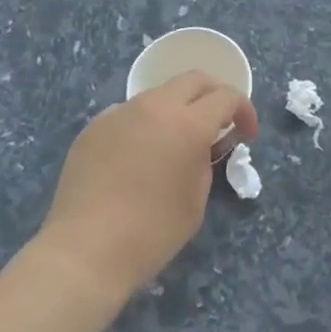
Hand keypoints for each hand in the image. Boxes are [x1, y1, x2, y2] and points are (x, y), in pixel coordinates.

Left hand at [38, 70, 256, 297]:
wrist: (84, 252)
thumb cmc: (151, 233)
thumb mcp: (197, 200)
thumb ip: (204, 160)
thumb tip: (199, 146)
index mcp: (188, 124)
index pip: (227, 96)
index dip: (244, 111)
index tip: (246, 133)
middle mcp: (155, 106)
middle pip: (194, 79)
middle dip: (214, 94)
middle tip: (219, 121)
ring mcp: (120, 112)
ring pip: (159, 94)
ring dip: (177, 108)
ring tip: (175, 140)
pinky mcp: (94, 127)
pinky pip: (128, 113)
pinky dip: (144, 124)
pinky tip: (137, 156)